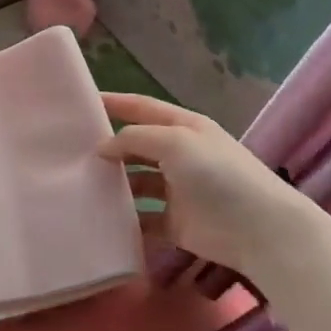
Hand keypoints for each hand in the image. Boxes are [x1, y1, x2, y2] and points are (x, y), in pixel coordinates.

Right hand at [98, 93, 304, 276]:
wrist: (259, 229)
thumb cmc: (218, 174)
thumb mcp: (176, 142)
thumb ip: (135, 138)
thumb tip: (103, 146)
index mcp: (183, 127)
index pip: (142, 108)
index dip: (114, 103)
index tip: (81, 101)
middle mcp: (178, 154)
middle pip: (136, 144)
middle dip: (108, 145)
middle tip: (70, 149)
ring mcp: (177, 189)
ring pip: (136, 181)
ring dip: (113, 182)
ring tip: (79, 184)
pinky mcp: (175, 222)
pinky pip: (143, 217)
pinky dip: (125, 218)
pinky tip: (100, 217)